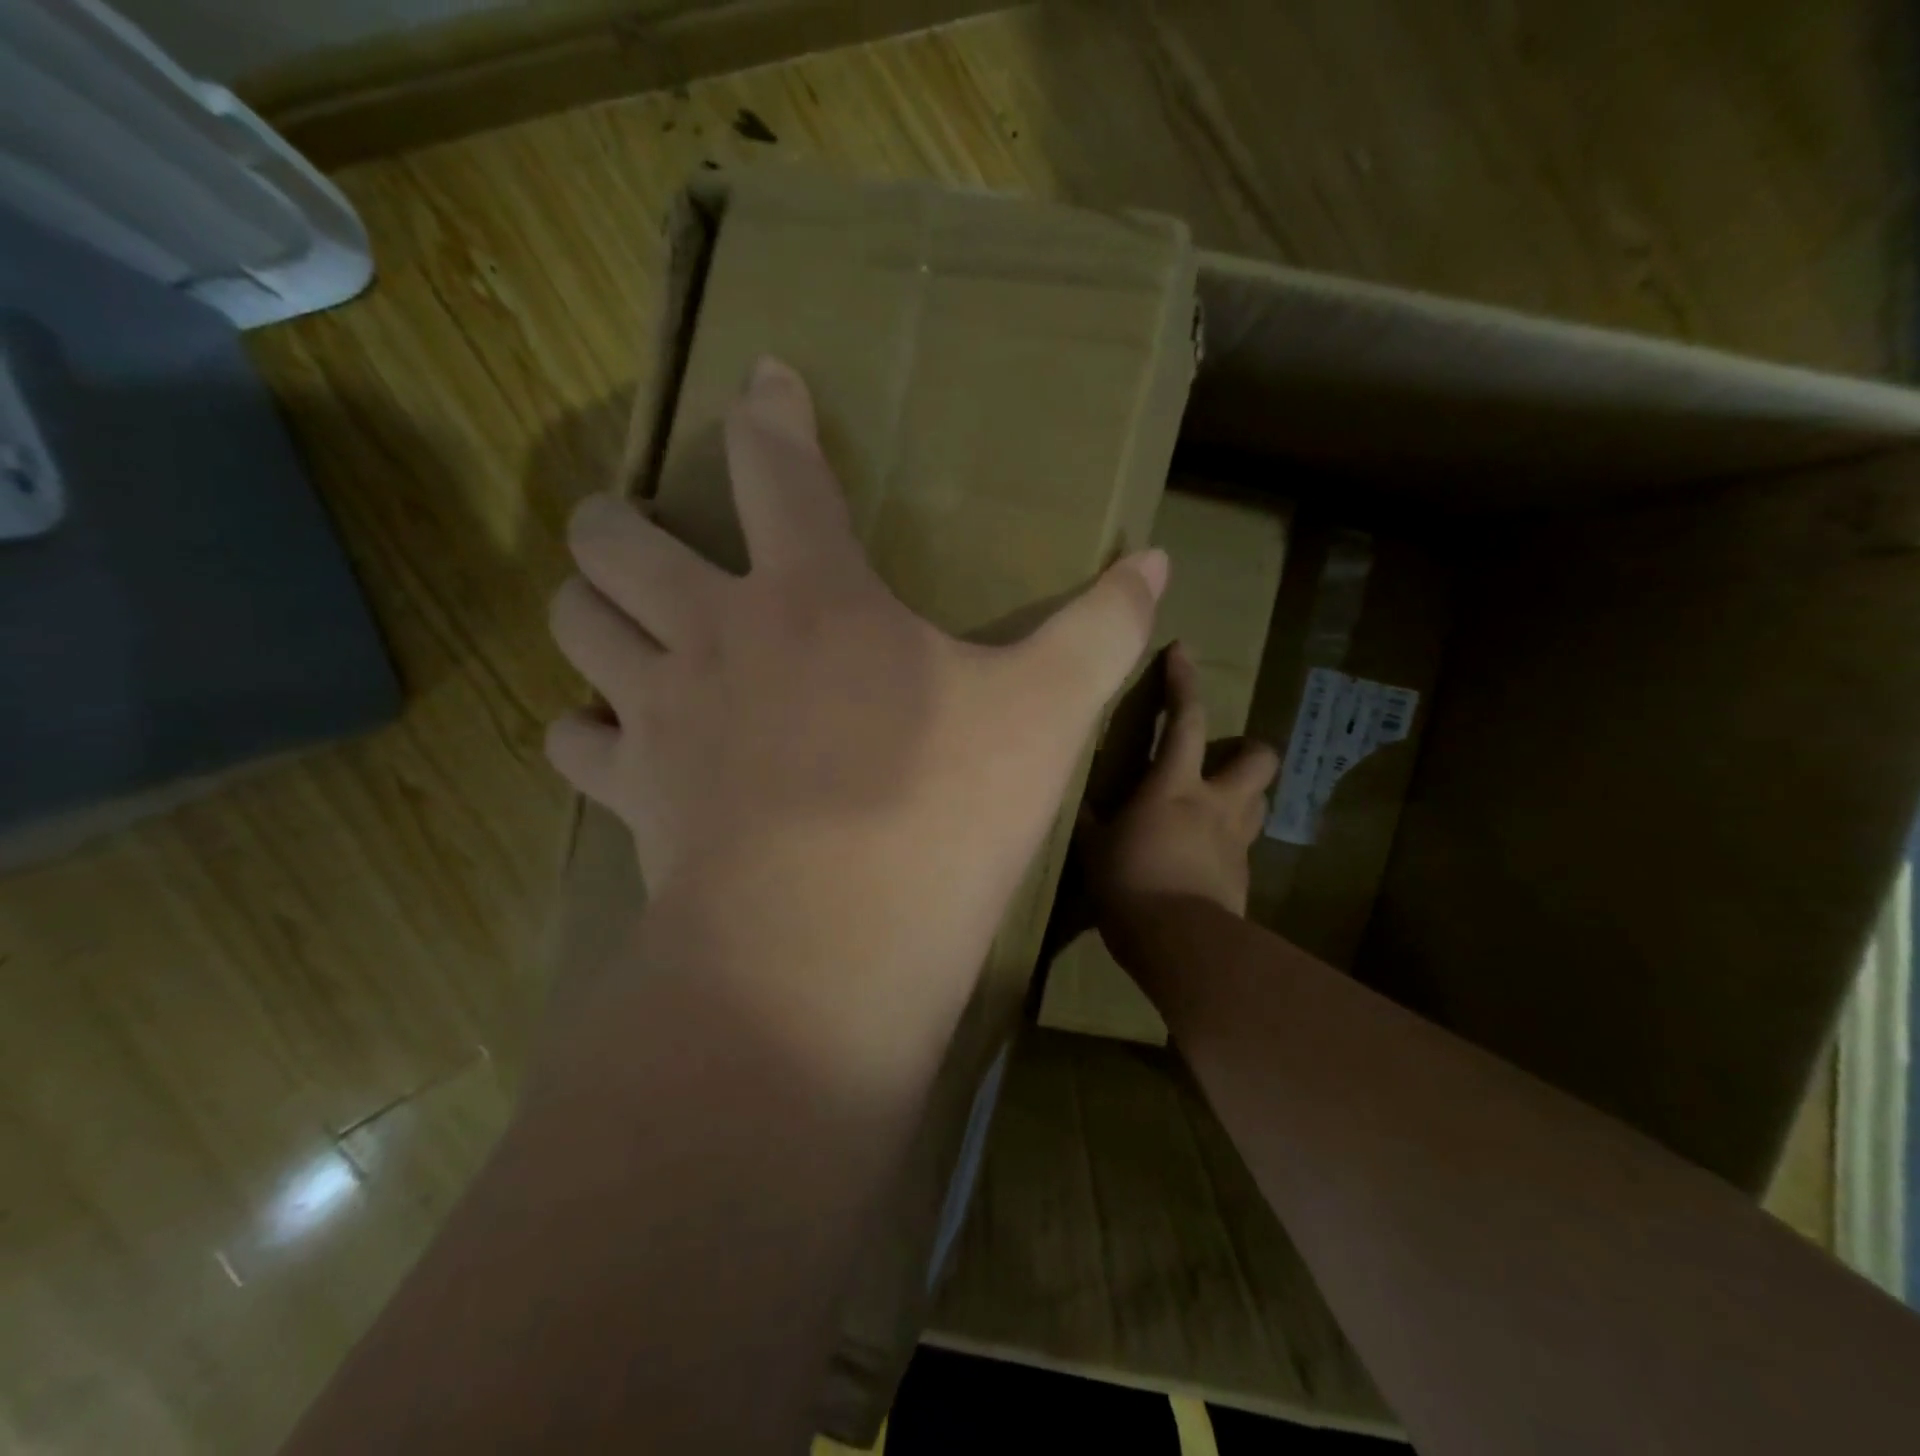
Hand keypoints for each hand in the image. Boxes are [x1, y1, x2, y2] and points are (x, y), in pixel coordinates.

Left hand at [544, 357, 1167, 1050]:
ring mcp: (660, 714)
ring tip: (612, 611)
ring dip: (585, 604)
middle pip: (618, 540)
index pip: (775, 468)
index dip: (768, 412)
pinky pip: (572, 742)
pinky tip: (609, 736)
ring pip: (574, 622)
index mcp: (813, 597)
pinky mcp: (634, 794)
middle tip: (640, 527)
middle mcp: (715, 635)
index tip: (762, 379)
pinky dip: (583, 730)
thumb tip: (1156, 562)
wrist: (832, 946)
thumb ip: (1101, 631)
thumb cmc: (943, 814)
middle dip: (618, 518)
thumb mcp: (1047, 716)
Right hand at [1082, 643, 1278, 960]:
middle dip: (1249, 747)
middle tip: (1225, 756)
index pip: (1183, 720)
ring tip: (1217, 805)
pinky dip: (1229, 841)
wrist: (1178, 942)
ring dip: (1244, 794)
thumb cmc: (1128, 883)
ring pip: (1261, 800)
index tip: (1183, 650)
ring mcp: (1236, 840)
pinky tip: (1206, 858)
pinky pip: (1244, 845)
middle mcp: (1215, 803)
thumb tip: (1085, 804)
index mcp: (1173, 786)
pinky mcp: (1244, 875)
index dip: (1182, 682)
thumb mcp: (1095, 847)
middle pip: (1257, 758)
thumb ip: (1094, 820)